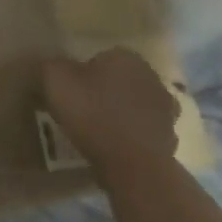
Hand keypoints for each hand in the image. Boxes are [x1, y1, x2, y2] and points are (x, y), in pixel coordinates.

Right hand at [42, 48, 179, 174]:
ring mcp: (165, 109)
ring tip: (96, 132)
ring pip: (134, 105)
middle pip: (119, 80)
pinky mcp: (170, 137)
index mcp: (125, 57)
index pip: (100, 57)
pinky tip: (114, 148)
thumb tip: (53, 66)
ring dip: (120, 114)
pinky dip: (131, 137)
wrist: (132, 163)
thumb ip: (51, 65)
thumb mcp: (55, 79)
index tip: (69, 92)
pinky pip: (143, 131)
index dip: (82, 73)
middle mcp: (151, 76)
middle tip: (80, 110)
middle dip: (103, 91)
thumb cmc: (92, 113)